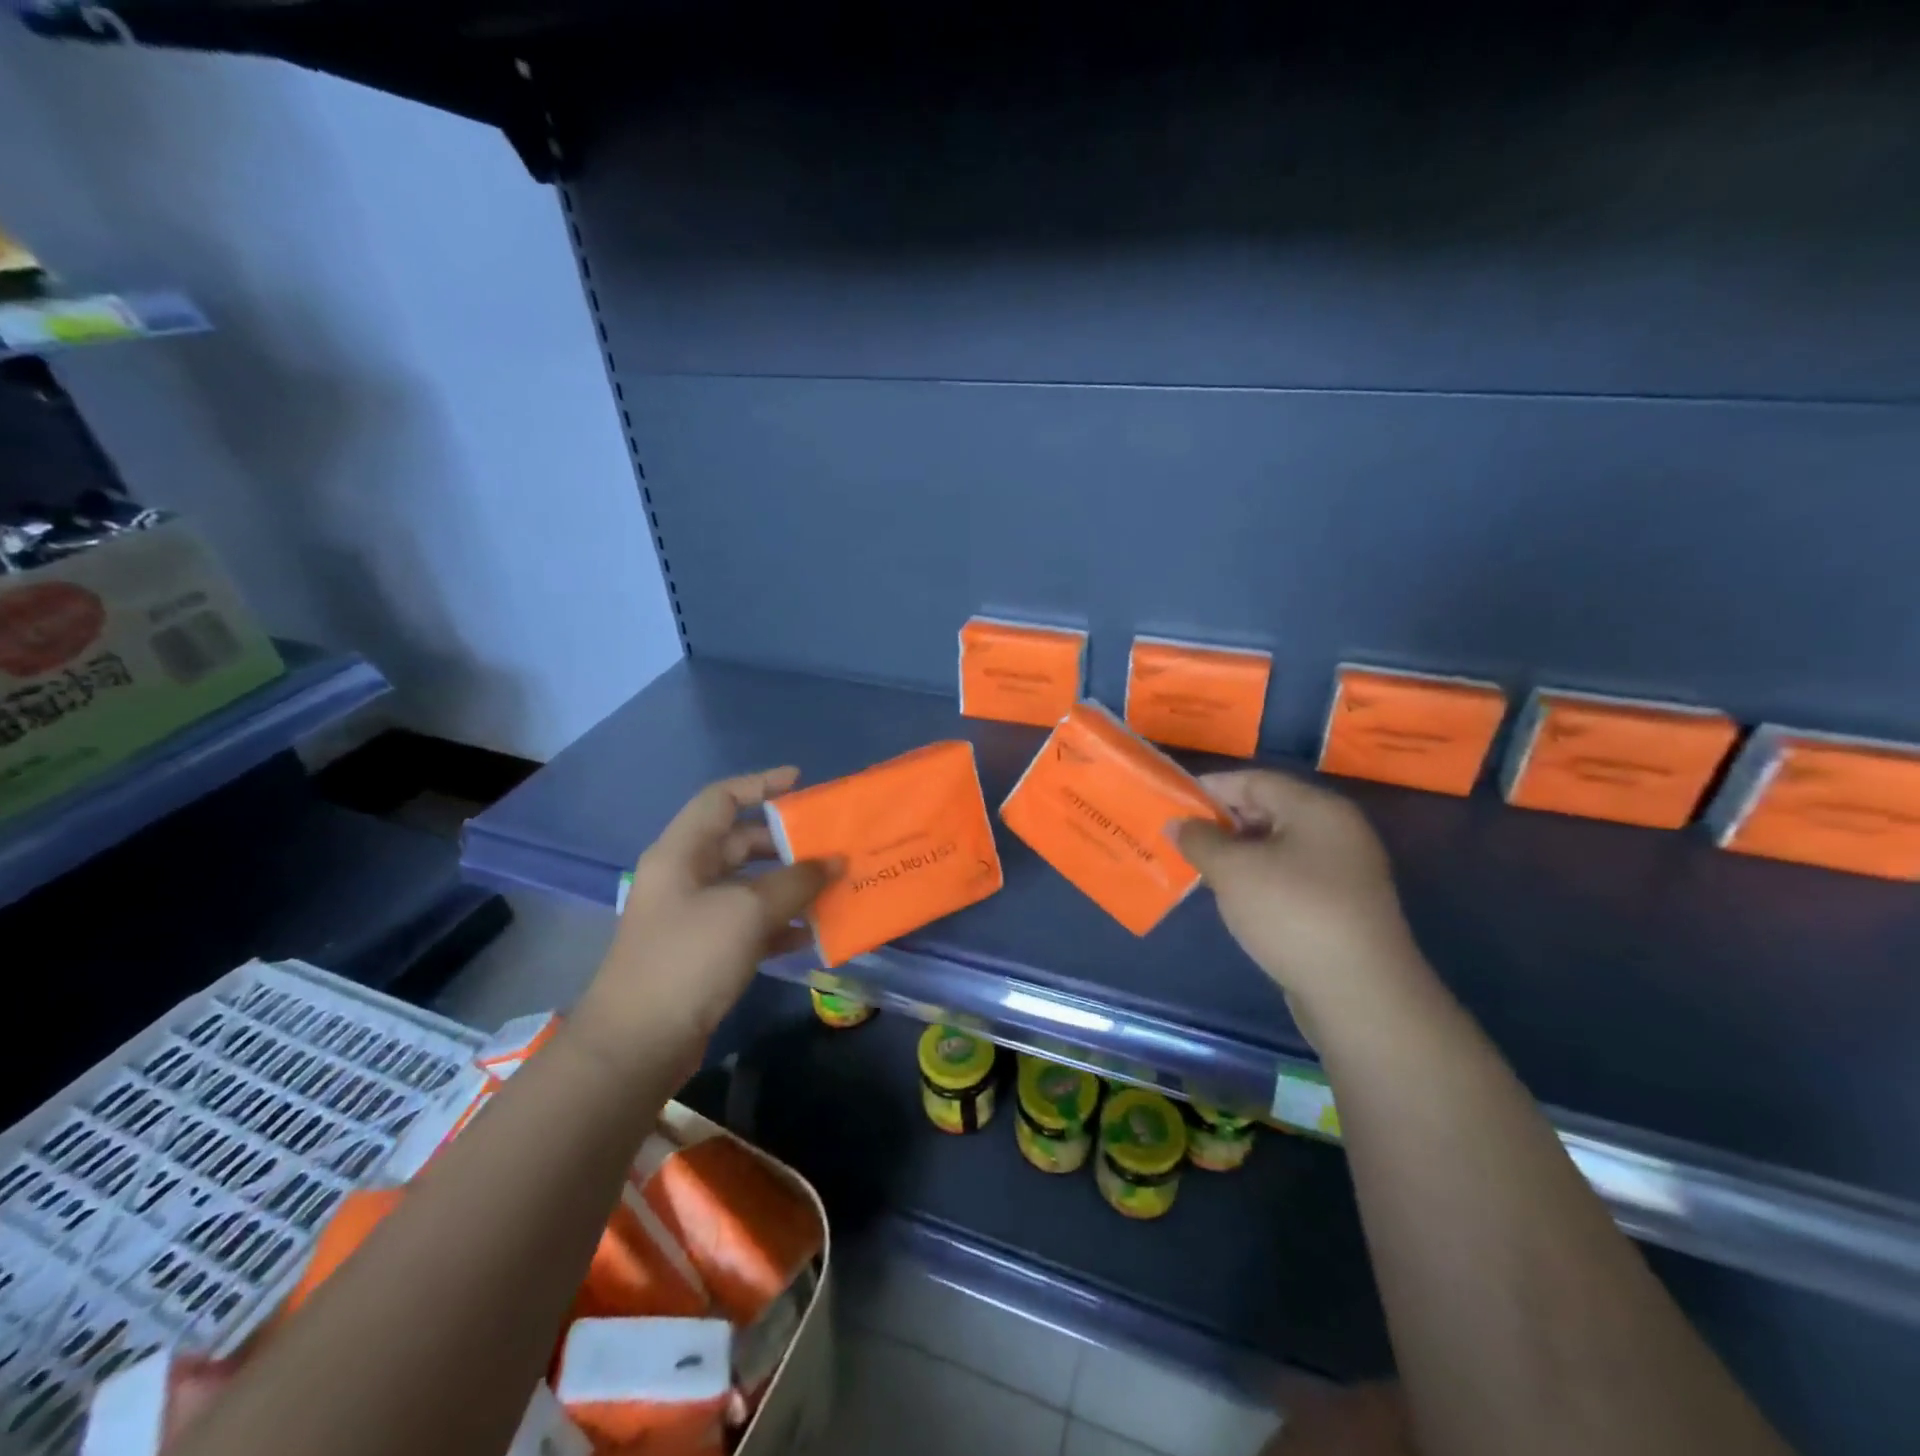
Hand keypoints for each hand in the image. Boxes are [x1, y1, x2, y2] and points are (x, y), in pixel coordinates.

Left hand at [577, 768, 835, 1064]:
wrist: (637, 1044)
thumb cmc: (688, 959)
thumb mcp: (748, 911)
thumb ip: (796, 882)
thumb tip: (835, 861)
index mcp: (682, 852)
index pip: (722, 798)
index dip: (761, 784)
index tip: (801, 782)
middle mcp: (685, 877)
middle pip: (739, 842)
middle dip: (784, 842)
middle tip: (828, 844)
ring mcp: (692, 916)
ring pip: (748, 886)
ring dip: (787, 886)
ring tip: (831, 887)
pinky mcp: (702, 952)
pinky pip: (747, 924)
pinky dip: (777, 924)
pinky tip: (809, 935)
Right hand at [1176, 769, 1427, 1029]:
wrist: (1359, 993)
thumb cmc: (1292, 913)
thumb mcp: (1233, 870)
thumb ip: (1199, 840)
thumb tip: (1178, 824)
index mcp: (1316, 808)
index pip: (1254, 781)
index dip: (1210, 789)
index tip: (1172, 805)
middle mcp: (1336, 830)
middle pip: (1268, 810)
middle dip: (1221, 823)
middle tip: (1181, 840)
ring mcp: (1343, 869)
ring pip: (1277, 846)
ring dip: (1237, 854)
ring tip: (1199, 870)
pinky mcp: (1342, 905)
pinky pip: (1290, 876)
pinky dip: (1258, 879)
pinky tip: (1233, 898)